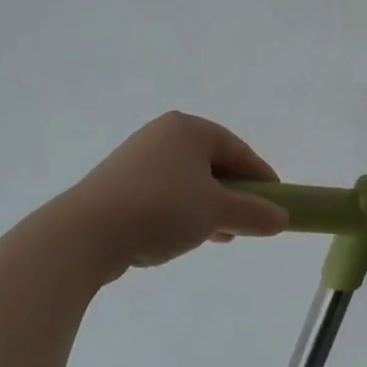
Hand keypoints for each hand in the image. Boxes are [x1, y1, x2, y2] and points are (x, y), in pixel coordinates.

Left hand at [55, 113, 287, 276]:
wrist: (84, 234)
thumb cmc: (161, 209)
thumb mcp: (216, 212)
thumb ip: (254, 213)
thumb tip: (282, 219)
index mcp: (189, 129)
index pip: (237, 150)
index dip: (261, 177)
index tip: (276, 203)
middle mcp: (162, 134)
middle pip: (212, 164)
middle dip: (233, 195)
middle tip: (248, 222)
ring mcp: (136, 159)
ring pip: (187, 181)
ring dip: (208, 207)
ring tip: (220, 236)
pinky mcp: (117, 184)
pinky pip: (163, 194)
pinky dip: (181, 212)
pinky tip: (185, 237)